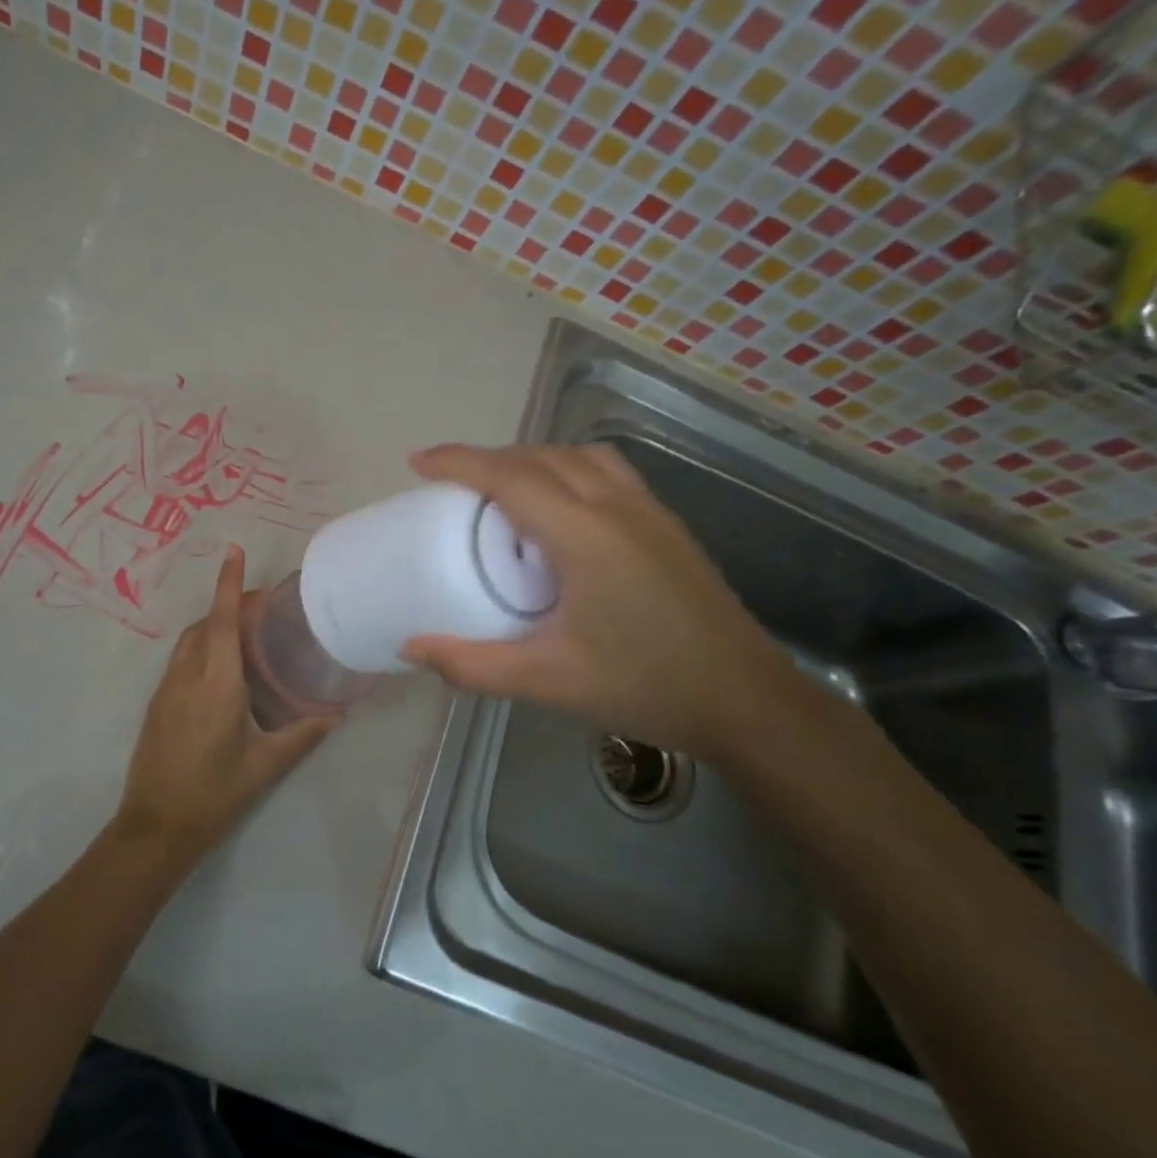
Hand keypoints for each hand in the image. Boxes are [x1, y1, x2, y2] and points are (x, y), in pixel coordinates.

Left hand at [114, 545, 338, 864]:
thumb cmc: (215, 793)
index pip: (223, 621)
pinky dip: (202, 648)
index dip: (229, 584)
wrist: (157, 825)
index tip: (234, 551)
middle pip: (206, 624)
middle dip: (229, 604)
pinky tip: (223, 669)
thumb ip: (303, 735)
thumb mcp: (265, 764)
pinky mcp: (157, 704)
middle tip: (262, 606)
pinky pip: (181, 660)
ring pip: (190, 641)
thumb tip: (336, 716)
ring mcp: (166, 689)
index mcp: (216, 684)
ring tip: (246, 632)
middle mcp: (187, 677)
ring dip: (214, 625)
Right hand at [402, 444, 794, 761]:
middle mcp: (617, 507)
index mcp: (585, 535)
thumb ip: (471, 665)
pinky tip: (558, 509)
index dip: (459, 462)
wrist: (746, 700)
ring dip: (531, 459)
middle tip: (449, 483)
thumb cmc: (644, 686)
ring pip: (578, 456)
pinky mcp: (666, 526)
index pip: (510, 477)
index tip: (418, 462)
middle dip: (488, 458)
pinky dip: (566, 469)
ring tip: (500, 487)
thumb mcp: (546, 681)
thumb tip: (410, 648)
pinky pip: (605, 472)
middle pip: (541, 456)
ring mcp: (649, 511)